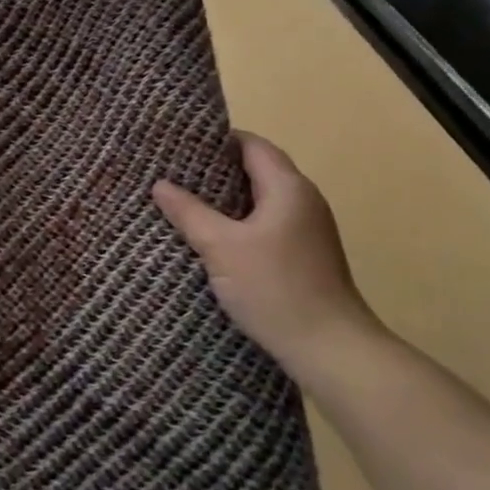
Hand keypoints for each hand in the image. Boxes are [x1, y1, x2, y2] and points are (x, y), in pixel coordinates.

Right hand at [152, 133, 380, 381]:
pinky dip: (239, 221)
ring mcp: (307, 229)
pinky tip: (213, 236)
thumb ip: (189, 212)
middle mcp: (303, 200)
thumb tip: (159, 185)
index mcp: (288, 187)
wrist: (330, 349)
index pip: (252, 144)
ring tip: (185, 200)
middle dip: (216, 169)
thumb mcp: (221, 247)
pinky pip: (266, 223)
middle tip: (174, 172)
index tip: (179, 145)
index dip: (217, 140)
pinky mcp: (304, 254)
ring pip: (261, 198)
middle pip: (257, 169)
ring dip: (227, 197)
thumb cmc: (275, 288)